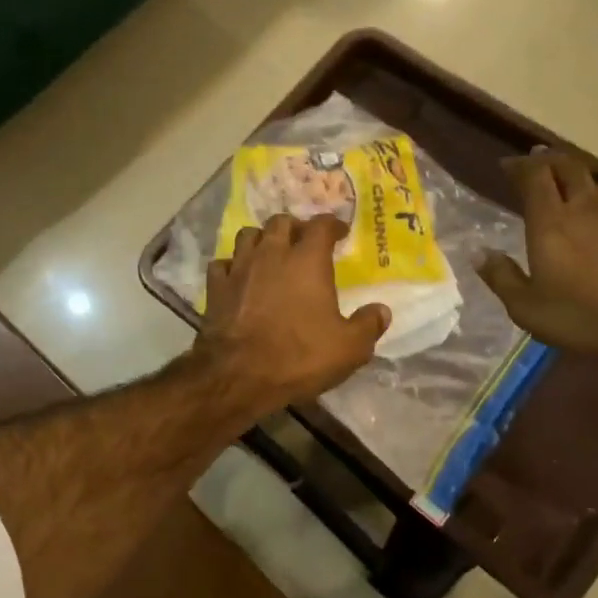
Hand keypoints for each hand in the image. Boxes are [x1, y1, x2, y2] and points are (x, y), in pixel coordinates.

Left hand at [197, 214, 389, 413]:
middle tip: (304, 242)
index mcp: (307, 260)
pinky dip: (232, 266)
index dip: (332, 225)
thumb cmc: (298, 356)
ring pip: (248, 235)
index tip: (339, 232)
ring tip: (270, 253)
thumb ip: (368, 325)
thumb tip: (382, 310)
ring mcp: (239, 268)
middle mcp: (271, 254)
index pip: (321, 225)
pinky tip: (238, 278)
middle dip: (295, 228)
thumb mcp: (348, 348)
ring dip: (262, 239)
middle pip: (281, 222)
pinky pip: (222, 264)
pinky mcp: (215, 287)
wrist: (238, 375)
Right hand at [479, 148, 597, 366]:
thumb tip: (478, 253)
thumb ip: (501, 276)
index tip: (507, 166)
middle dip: (549, 159)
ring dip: (575, 178)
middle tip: (535, 161)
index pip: (535, 176)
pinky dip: (597, 203)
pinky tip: (596, 219)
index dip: (519, 166)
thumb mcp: (526, 307)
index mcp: (551, 223)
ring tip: (564, 186)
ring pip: (594, 184)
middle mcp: (584, 209)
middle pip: (568, 167)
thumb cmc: (581, 317)